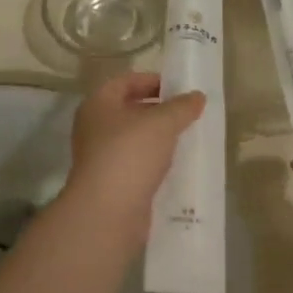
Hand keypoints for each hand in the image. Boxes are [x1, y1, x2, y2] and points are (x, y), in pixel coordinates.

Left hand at [63, 71, 205, 247]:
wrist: (108, 211)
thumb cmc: (130, 154)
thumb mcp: (162, 123)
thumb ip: (181, 106)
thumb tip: (197, 96)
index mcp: (98, 104)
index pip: (125, 81)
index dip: (153, 80)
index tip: (180, 88)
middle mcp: (94, 128)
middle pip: (130, 110)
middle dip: (160, 111)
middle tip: (189, 114)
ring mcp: (101, 157)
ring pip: (135, 140)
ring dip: (159, 138)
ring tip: (188, 138)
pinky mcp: (112, 183)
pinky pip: (137, 164)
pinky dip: (156, 162)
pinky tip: (178, 166)